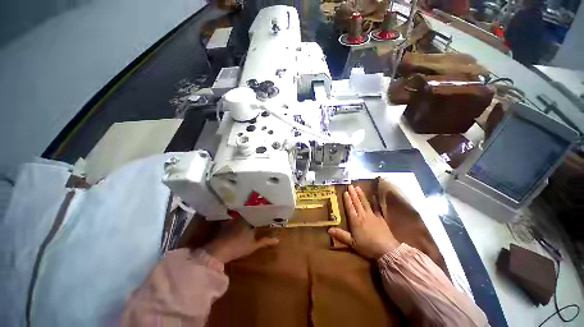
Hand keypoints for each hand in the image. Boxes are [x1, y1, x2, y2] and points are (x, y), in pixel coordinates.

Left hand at [204, 218, 278, 263]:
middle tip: (261, 214)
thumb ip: (266, 241)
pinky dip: (237, 219)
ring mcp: (232, 219)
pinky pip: (234, 218)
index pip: (258, 213)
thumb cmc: (238, 247)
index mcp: (250, 219)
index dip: (263, 213)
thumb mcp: (254, 245)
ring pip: (242, 215)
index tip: (268, 212)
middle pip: (250, 213)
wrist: (218, 251)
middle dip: (255, 213)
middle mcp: (242, 216)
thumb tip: (278, 239)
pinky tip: (239, 222)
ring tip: (251, 216)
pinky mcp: (225, 224)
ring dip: (246, 215)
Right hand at [328, 185, 399, 258]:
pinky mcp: (380, 218)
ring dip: (361, 195)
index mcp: (355, 221)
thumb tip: (329, 230)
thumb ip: (341, 235)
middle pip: (357, 203)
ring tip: (358, 187)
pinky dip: (375, 201)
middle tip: (350, 186)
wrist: (387, 250)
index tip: (345, 192)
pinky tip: (374, 196)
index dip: (347, 200)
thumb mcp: (352, 243)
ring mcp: (372, 215)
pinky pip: (376, 207)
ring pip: (365, 203)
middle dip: (353, 194)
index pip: (350, 208)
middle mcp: (363, 215)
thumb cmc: (368, 247)